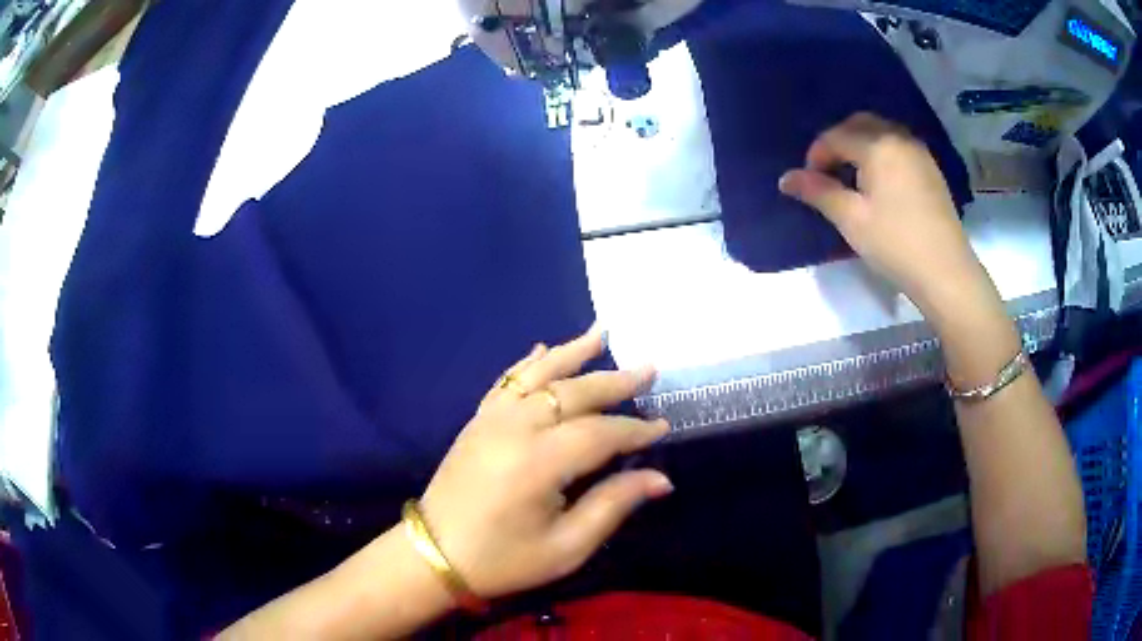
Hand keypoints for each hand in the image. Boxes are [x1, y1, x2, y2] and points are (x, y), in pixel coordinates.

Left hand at [419, 328, 671, 600]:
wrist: (435, 555)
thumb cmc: (503, 559)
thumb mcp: (566, 547)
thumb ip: (614, 505)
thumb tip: (660, 479)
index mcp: (539, 462)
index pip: (601, 433)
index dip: (635, 430)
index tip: (663, 427)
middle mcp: (515, 427)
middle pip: (574, 392)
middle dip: (615, 382)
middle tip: (649, 371)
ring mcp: (491, 419)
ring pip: (538, 374)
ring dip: (572, 353)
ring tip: (602, 334)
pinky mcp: (477, 421)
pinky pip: (506, 382)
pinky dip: (528, 363)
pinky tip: (543, 349)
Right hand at [778, 113, 987, 310]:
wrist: (947, 272)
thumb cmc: (896, 245)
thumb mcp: (851, 220)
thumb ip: (818, 192)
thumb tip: (786, 178)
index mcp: (877, 145)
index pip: (835, 136)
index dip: (815, 156)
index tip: (808, 183)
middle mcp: (898, 138)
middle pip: (859, 124)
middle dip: (838, 142)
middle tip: (829, 173)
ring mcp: (918, 152)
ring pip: (881, 133)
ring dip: (861, 146)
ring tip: (853, 179)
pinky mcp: (931, 169)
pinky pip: (898, 147)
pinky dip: (881, 154)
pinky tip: (880, 184)